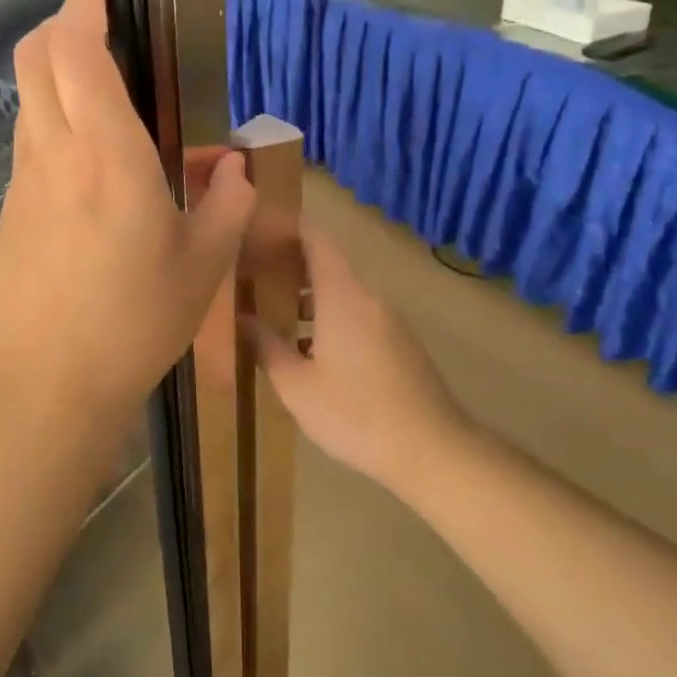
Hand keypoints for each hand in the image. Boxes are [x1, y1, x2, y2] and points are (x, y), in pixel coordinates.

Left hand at [0, 0, 255, 430]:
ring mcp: (24, 181)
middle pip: (36, 57)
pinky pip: (30, 141)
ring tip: (102, 87)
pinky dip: (52, 118)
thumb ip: (226, 204)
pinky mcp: (11, 210)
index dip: (84, 2)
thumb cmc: (133, 322)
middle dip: (62, 22)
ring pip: (29, 97)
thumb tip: (231, 166)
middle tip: (100, 21)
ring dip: (55, 71)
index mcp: (108, 155)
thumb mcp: (203, 267)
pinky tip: (88, 156)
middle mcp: (55, 152)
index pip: (77, 50)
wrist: (46, 384)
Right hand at [246, 223, 468, 493]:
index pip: (316, 239)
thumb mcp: (297, 387)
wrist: (433, 450)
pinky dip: (328, 315)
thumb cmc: (356, 414)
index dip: (287, 226)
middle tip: (251, 270)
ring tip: (271, 309)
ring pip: (342, 292)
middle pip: (327, 264)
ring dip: (308, 295)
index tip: (257, 225)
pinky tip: (307, 347)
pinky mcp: (398, 343)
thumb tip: (243, 319)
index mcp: (343, 297)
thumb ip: (267, 347)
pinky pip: (356, 314)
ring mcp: (388, 321)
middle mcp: (368, 298)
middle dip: (289, 262)